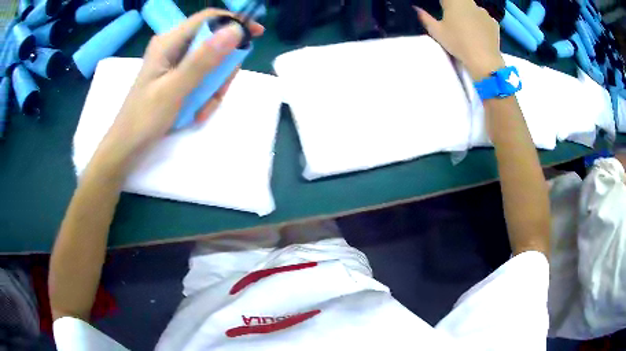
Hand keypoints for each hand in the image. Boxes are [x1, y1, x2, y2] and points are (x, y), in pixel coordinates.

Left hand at [103, 9, 263, 159]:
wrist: (127, 147)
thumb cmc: (144, 119)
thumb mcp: (175, 89)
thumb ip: (203, 59)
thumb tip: (235, 30)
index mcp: (169, 42)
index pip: (208, 18)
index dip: (234, 21)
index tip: (256, 34)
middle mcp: (173, 47)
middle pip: (212, 42)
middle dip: (222, 67)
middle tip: (220, 90)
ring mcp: (175, 63)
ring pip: (210, 63)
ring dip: (213, 86)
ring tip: (203, 108)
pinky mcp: (176, 77)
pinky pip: (202, 77)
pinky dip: (205, 94)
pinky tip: (197, 112)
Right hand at [416, 0, 503, 80]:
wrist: (484, 61)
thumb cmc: (458, 43)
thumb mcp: (436, 32)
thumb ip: (425, 17)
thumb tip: (417, 8)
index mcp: (454, 1)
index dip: (443, 4)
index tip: (441, 10)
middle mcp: (470, 2)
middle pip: (460, 1)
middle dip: (455, 7)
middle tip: (452, 21)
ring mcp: (484, 12)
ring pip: (473, 9)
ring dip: (468, 15)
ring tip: (467, 29)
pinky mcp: (494, 23)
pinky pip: (484, 19)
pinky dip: (480, 23)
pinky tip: (478, 34)